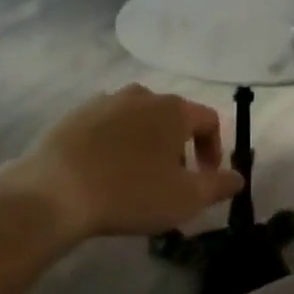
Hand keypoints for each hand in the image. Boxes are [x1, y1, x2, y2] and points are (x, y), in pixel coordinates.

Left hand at [0, 85, 244, 242]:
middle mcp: (142, 94)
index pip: (208, 120)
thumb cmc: (131, 193)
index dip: (214, 150)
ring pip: (138, 120)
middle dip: (179, 148)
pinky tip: (105, 172)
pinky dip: (115, 144)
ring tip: (136, 178)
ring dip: (146, 144)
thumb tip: (238, 177)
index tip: (206, 179)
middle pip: (172, 117)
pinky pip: (108, 126)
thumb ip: (218, 185)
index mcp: (173, 109)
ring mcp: (105, 100)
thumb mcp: (186, 199)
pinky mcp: (75, 113)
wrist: (55, 190)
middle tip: (171, 182)